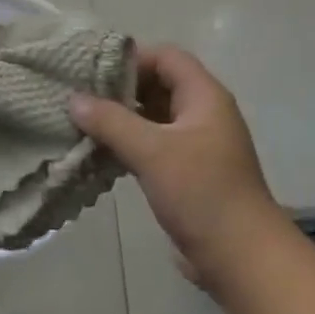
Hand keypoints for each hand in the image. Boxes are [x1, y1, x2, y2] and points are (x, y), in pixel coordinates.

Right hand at [68, 45, 280, 284]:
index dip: (132, 58)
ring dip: (121, 119)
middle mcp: (202, 114)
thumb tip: (74, 99)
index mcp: (204, 97)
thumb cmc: (201, 193)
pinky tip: (99, 154)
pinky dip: (128, 144)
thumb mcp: (152, 151)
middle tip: (80, 97)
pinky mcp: (187, 173)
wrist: (240, 257)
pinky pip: (153, 146)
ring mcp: (196, 145)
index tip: (92, 71)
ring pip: (153, 118)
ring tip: (81, 124)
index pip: (167, 57)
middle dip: (120, 89)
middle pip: (158, 85)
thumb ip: (111, 121)